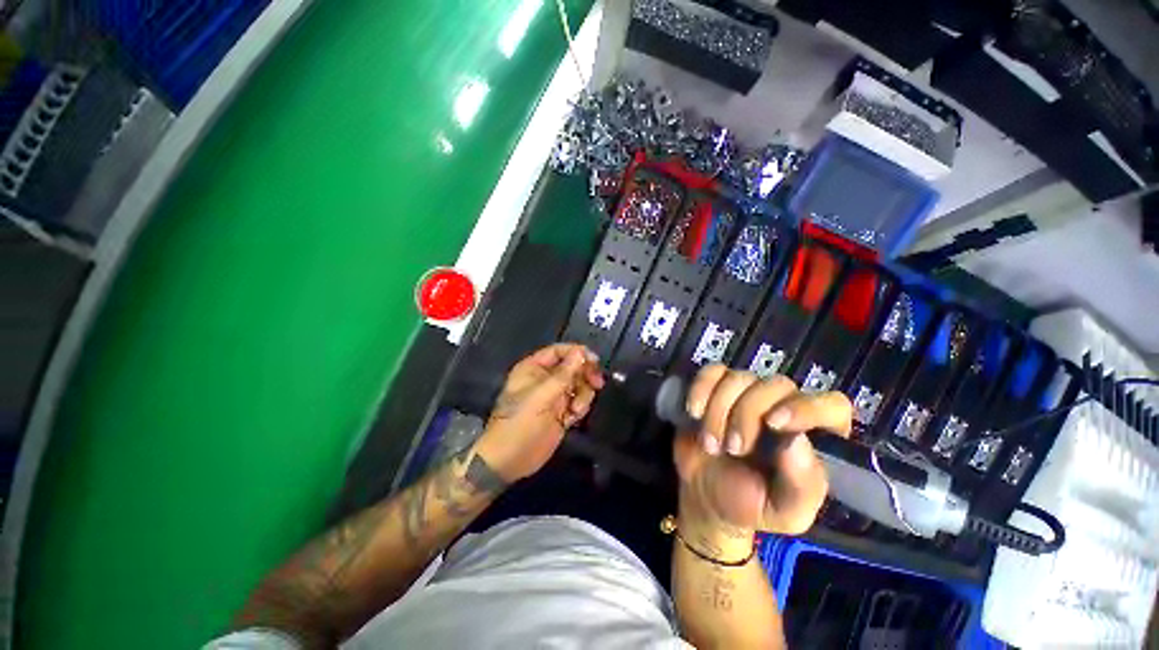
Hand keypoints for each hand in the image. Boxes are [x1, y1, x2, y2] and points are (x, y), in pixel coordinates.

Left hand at [474, 343, 604, 482]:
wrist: (510, 460)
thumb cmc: (520, 423)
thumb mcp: (541, 396)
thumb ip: (563, 374)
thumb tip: (581, 352)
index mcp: (534, 369)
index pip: (559, 351)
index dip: (577, 352)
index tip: (594, 360)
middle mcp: (545, 379)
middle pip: (573, 367)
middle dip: (585, 374)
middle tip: (596, 383)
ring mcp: (554, 396)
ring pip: (579, 385)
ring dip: (583, 395)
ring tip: (576, 409)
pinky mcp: (562, 413)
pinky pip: (579, 401)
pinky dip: (580, 407)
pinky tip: (573, 417)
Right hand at [673, 365, 852, 542]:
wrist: (704, 493)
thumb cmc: (749, 503)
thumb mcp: (784, 512)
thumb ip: (801, 486)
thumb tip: (798, 442)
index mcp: (815, 436)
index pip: (832, 405)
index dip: (805, 408)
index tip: (774, 424)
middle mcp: (785, 406)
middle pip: (776, 385)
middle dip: (747, 415)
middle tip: (732, 448)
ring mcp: (748, 392)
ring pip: (739, 378)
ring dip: (718, 410)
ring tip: (710, 444)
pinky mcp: (717, 386)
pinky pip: (712, 371)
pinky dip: (701, 389)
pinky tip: (694, 412)